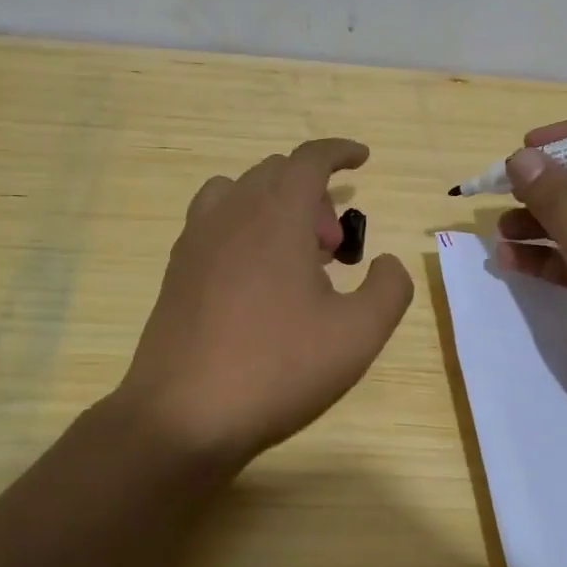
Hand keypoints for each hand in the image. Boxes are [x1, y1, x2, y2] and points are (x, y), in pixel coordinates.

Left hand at [117, 138, 413, 468]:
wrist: (185, 415)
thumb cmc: (278, 368)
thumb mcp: (358, 334)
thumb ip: (389, 288)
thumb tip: (385, 262)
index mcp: (277, 216)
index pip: (309, 159)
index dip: (340, 151)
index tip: (363, 159)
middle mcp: (232, 214)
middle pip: (276, 173)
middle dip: (314, 194)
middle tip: (334, 247)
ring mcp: (197, 240)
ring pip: (240, 192)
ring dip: (275, 206)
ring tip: (294, 257)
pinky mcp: (177, 270)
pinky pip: (215, 221)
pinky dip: (244, 226)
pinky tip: (256, 278)